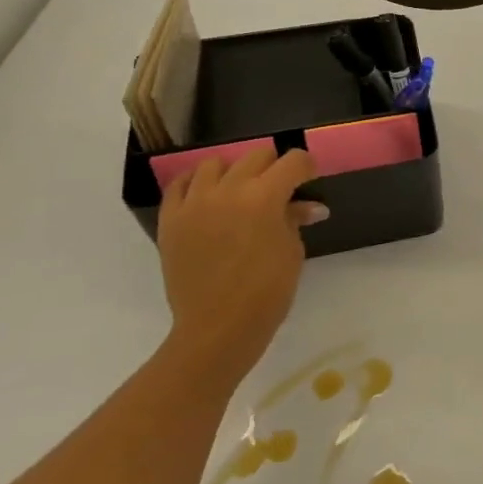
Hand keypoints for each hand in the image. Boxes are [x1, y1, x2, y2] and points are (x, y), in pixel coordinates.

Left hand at [156, 145, 324, 386]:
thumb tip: (311, 207)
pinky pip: (180, 185)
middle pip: (257, 155)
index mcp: (265, 197)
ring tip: (239, 192)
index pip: (293, 161)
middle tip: (280, 188)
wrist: (218, 327)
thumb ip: (295, 220)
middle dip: (274, 167)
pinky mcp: (171, 219)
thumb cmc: (267, 292)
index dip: (307, 167)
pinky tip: (207, 196)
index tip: (309, 179)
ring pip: (215, 164)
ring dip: (234, 172)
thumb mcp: (292, 252)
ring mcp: (195, 202)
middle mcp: (228, 190)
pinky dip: (196, 183)